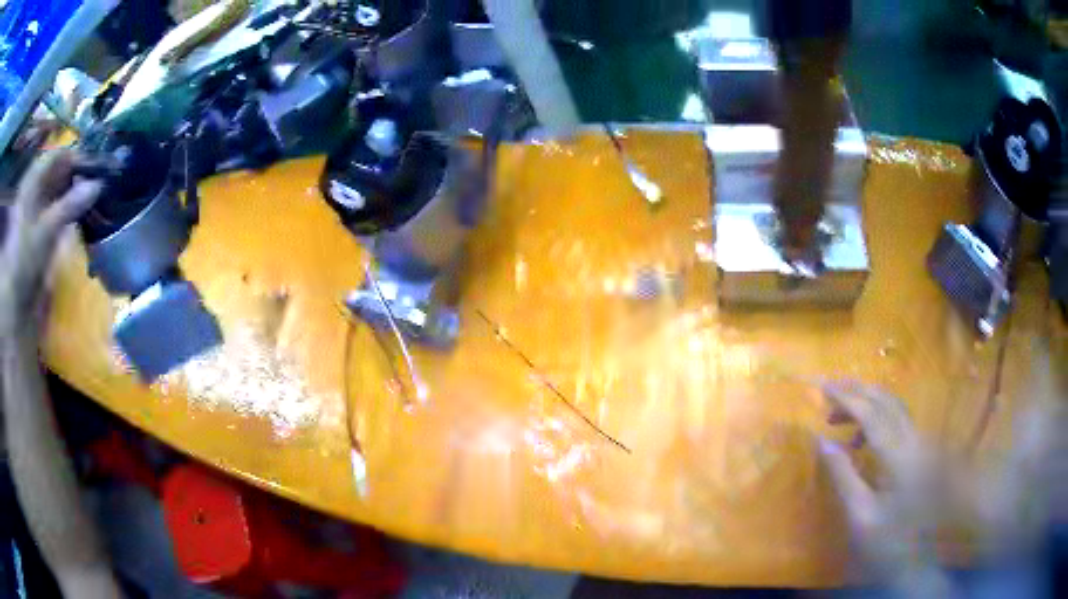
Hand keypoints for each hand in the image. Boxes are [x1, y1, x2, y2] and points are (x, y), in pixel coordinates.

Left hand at [0, 149, 100, 341]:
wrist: (14, 301)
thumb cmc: (25, 260)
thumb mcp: (45, 232)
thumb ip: (70, 206)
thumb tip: (98, 184)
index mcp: (33, 181)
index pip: (58, 155)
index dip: (76, 155)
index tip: (96, 164)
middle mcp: (35, 189)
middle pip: (59, 171)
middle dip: (78, 174)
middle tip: (100, 180)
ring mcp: (38, 209)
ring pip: (60, 189)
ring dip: (76, 191)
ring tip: (95, 196)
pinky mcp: (42, 228)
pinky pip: (59, 207)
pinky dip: (71, 207)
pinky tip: (83, 212)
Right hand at [818, 382, 942, 581]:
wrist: (913, 560)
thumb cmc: (884, 542)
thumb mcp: (859, 515)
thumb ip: (843, 475)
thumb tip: (822, 441)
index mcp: (900, 457)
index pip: (873, 415)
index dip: (848, 399)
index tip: (823, 389)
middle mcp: (914, 442)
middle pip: (887, 402)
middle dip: (857, 393)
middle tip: (828, 393)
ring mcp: (920, 445)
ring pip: (895, 407)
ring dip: (867, 403)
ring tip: (838, 416)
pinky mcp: (920, 452)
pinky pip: (898, 421)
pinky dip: (877, 418)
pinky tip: (860, 439)